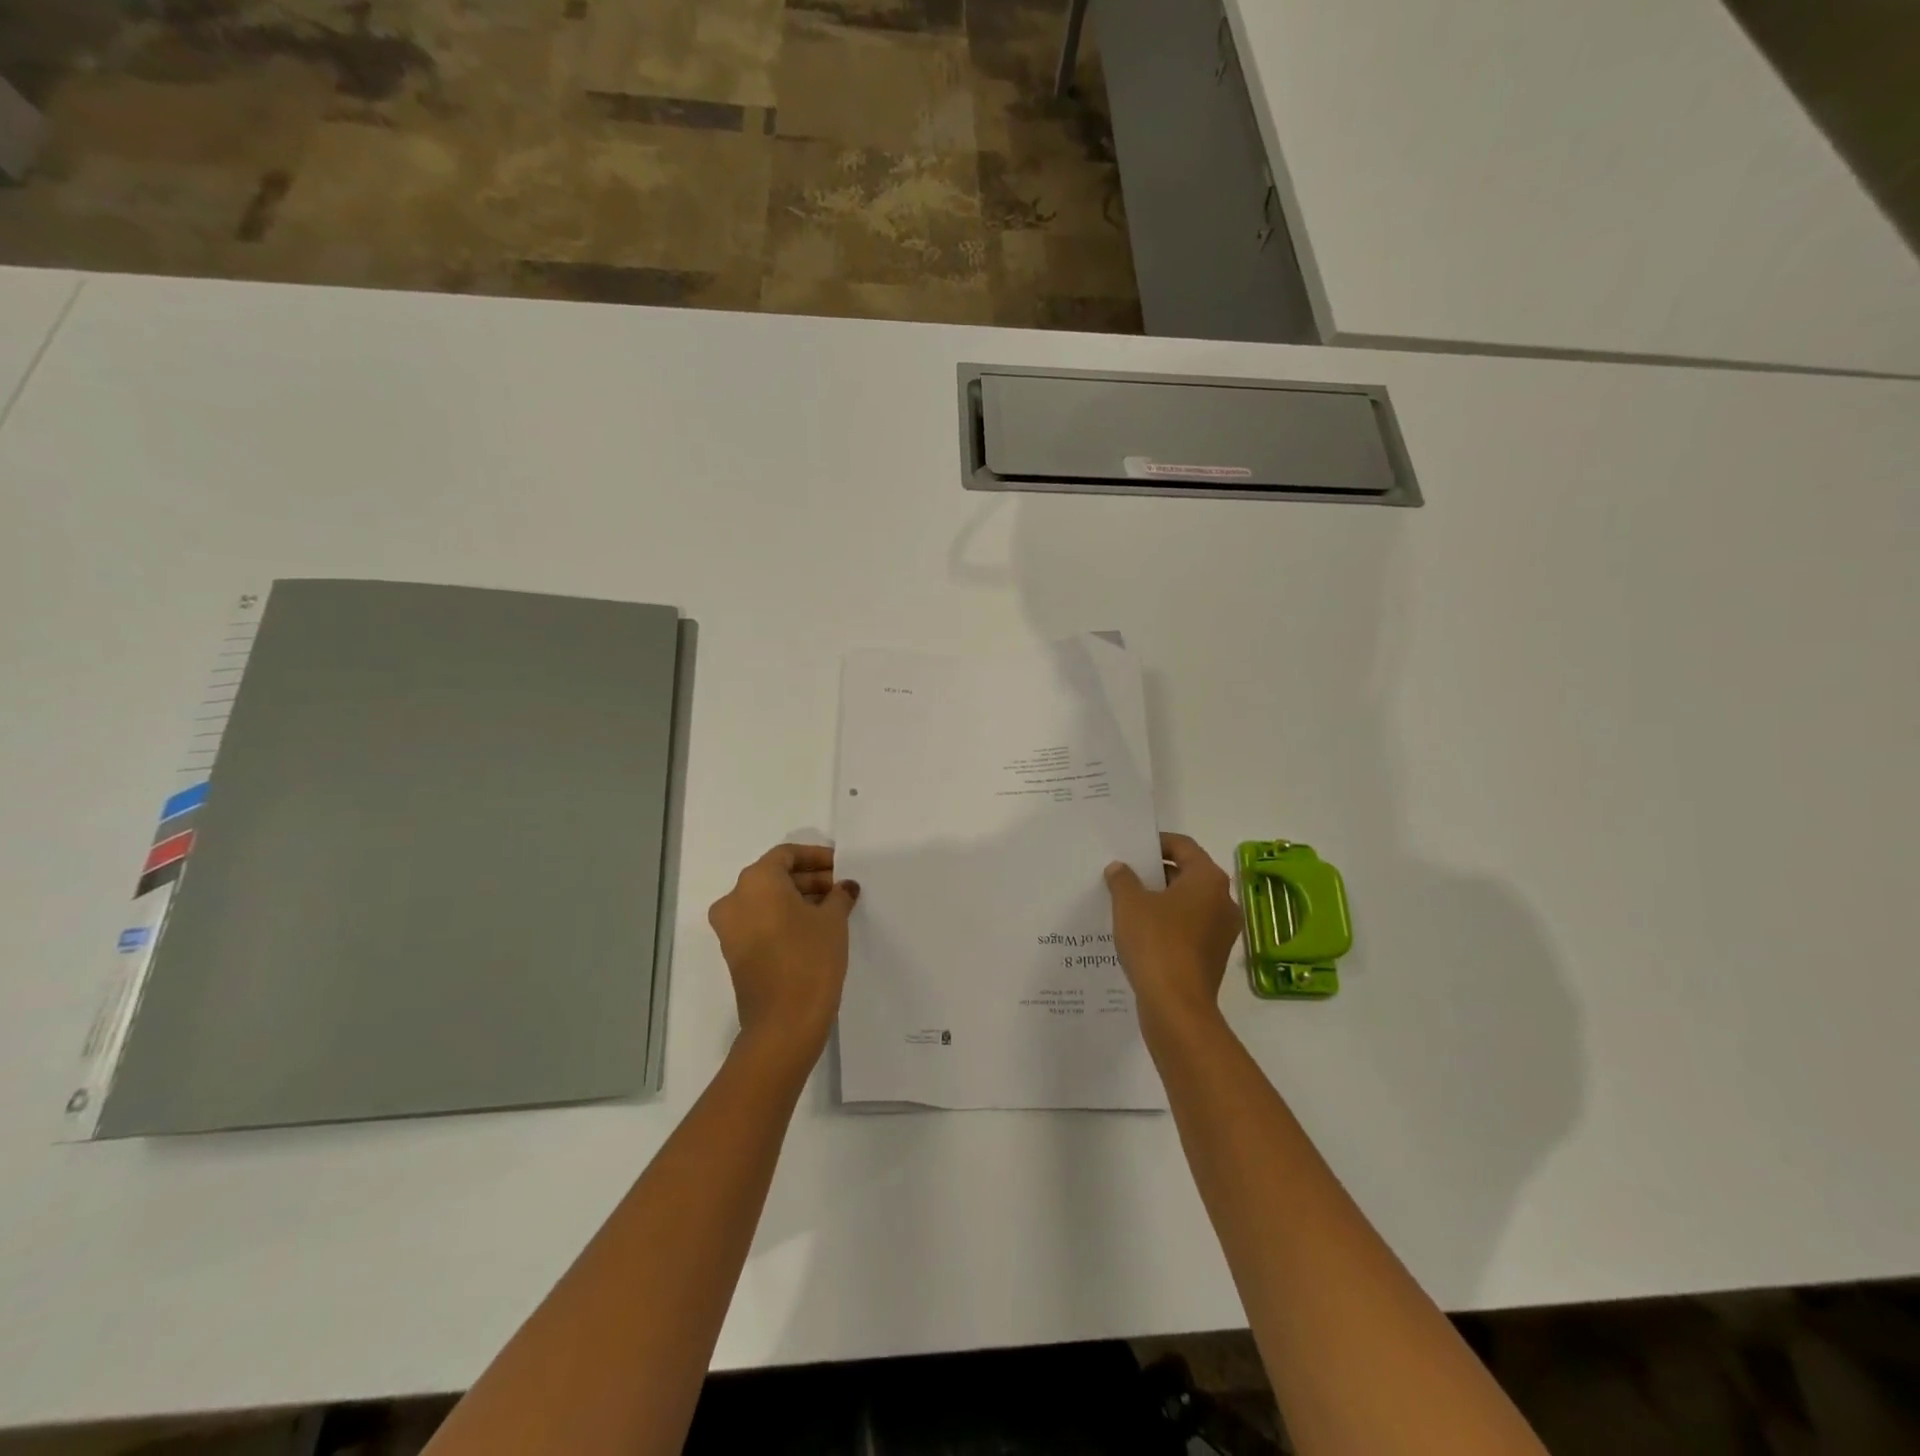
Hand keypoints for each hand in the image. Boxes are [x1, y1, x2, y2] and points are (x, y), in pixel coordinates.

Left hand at [708, 844, 859, 1064]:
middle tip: (842, 888)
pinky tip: (816, 927)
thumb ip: (839, 895)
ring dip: (799, 899)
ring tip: (834, 907)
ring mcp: (730, 928)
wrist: (783, 1023)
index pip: (786, 855)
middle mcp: (735, 899)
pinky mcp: (734, 953)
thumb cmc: (810, 958)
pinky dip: (785, 918)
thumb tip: (844, 887)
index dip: (816, 857)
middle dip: (810, 879)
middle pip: (775, 876)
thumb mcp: (833, 920)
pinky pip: (761, 922)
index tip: (841, 866)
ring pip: (767, 900)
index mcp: (756, 881)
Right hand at [1105, 833, 1241, 1027]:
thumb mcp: (1129, 904)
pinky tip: (1141, 932)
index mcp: (1208, 879)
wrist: (1176, 1006)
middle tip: (1126, 874)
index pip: (1183, 846)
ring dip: (1162, 900)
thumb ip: (1123, 879)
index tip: (1133, 848)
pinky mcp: (1214, 956)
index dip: (1157, 842)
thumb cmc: (1155, 943)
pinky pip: (1190, 928)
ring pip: (1189, 903)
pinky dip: (1169, 924)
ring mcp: (1223, 931)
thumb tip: (1120, 869)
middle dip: (1157, 872)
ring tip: (1128, 903)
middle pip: (1188, 874)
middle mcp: (1224, 900)